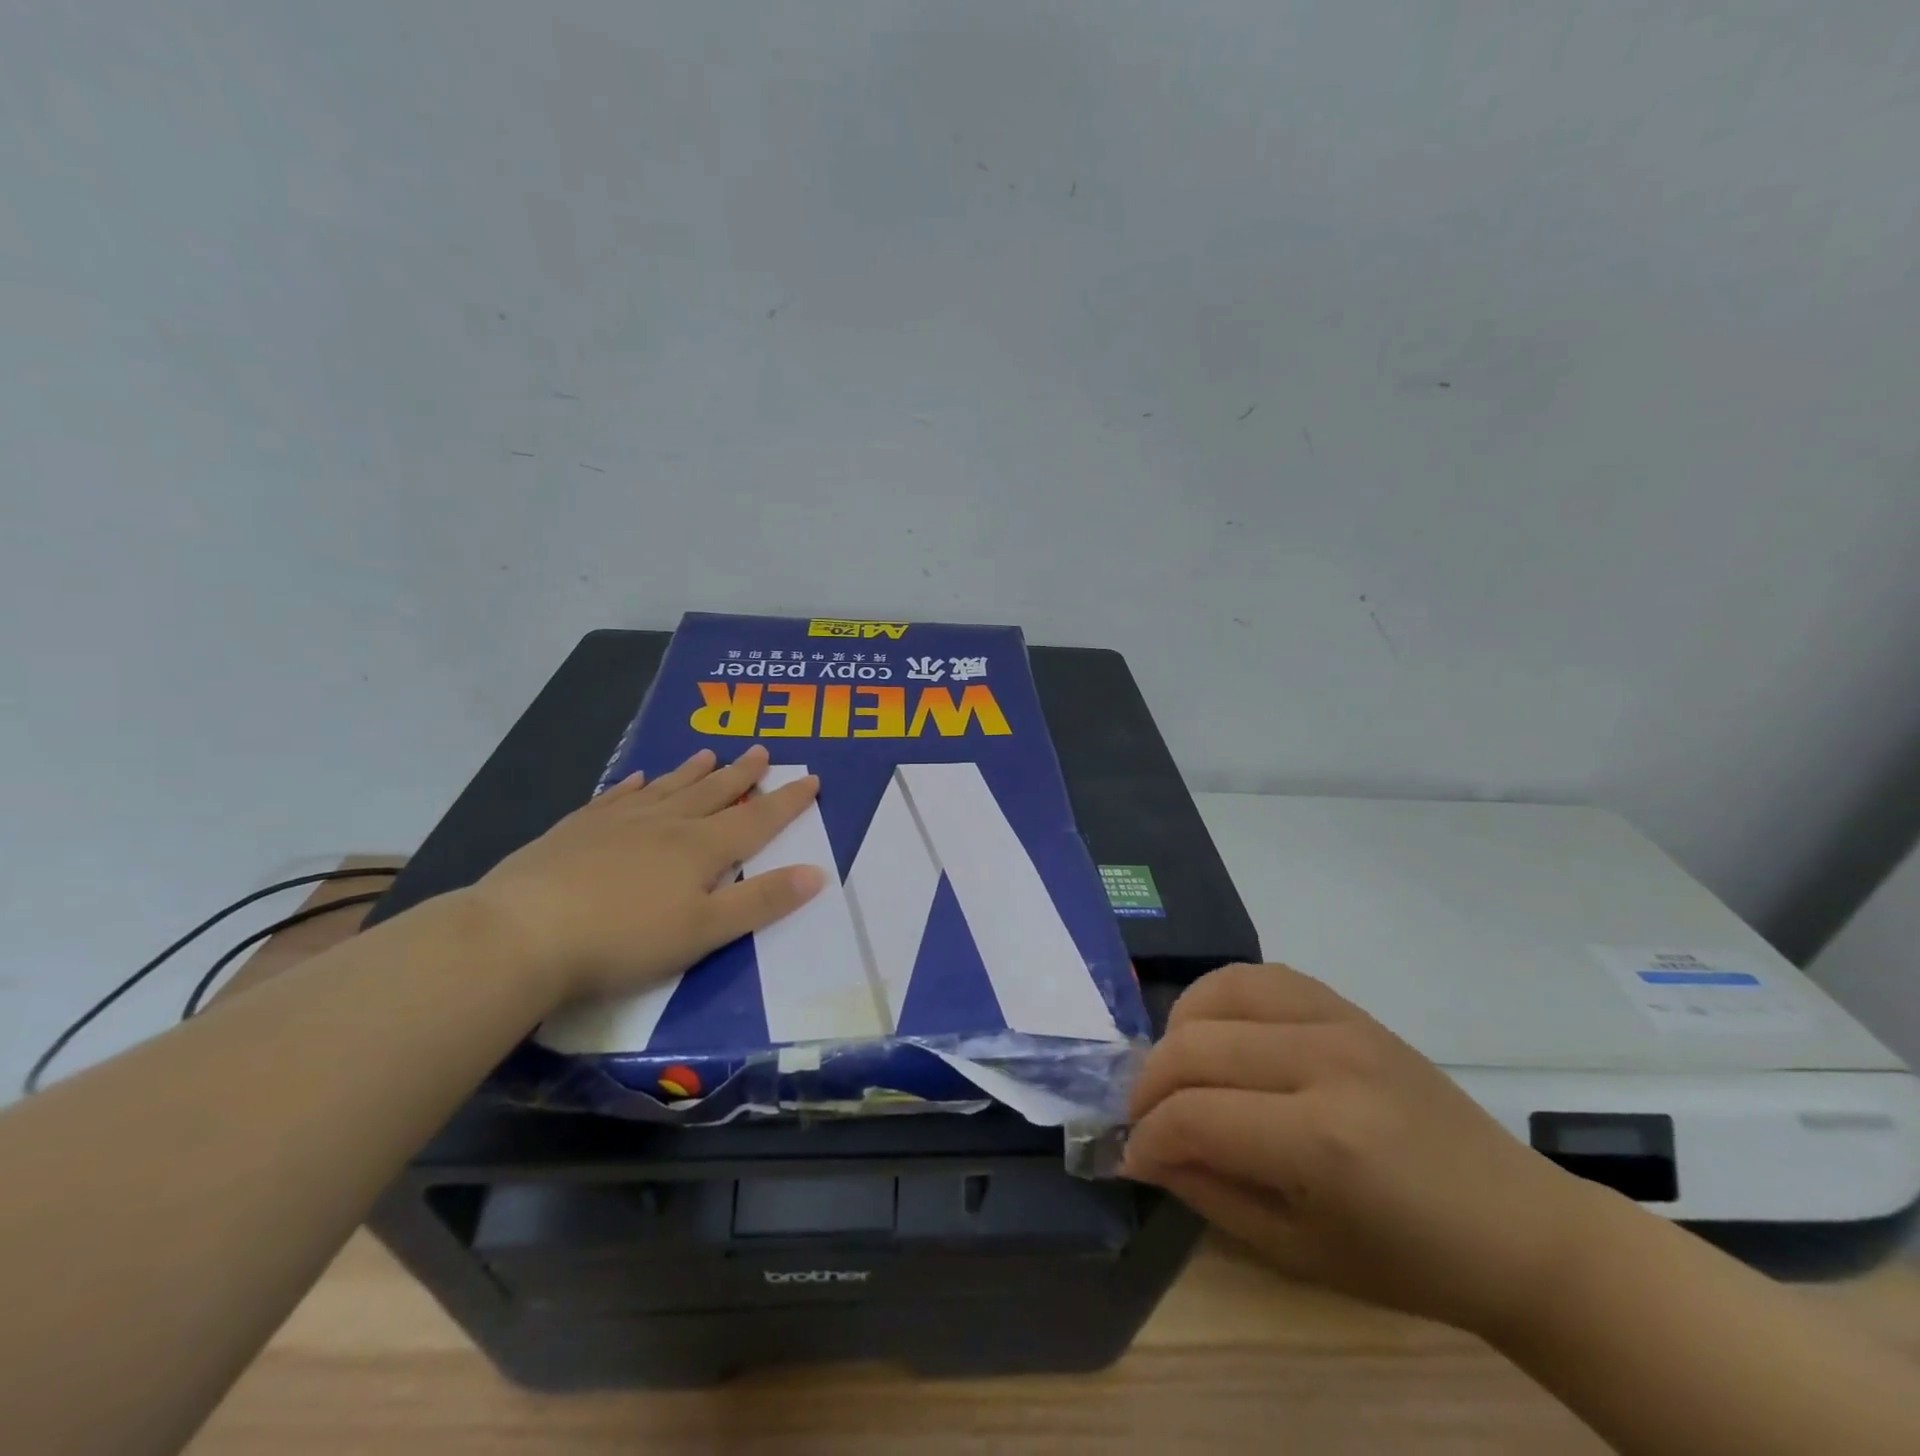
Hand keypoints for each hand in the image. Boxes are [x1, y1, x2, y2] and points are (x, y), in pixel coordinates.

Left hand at [464, 745, 824, 1004]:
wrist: (522, 934)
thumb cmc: (623, 940)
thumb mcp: (704, 931)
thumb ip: (760, 902)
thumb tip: (816, 873)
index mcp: (700, 849)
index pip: (756, 819)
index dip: (787, 802)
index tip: (811, 779)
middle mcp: (665, 824)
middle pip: (713, 793)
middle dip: (742, 774)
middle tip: (762, 751)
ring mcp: (617, 823)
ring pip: (666, 788)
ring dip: (692, 771)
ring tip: (710, 753)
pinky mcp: (575, 831)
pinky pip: (614, 798)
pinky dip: (631, 785)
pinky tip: (635, 778)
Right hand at [1123, 962, 1600, 1337]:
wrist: (1519, 1227)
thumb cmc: (1412, 1261)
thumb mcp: (1299, 1252)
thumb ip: (1209, 1192)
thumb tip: (1140, 1152)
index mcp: (1324, 1142)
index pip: (1196, 1116)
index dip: (1149, 1137)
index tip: (1132, 1157)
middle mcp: (1326, 1063)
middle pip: (1196, 1047)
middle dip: (1149, 1085)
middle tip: (1142, 1119)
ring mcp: (1339, 1022)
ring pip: (1218, 994)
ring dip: (1177, 1032)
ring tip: (1175, 1071)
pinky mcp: (1346, 1005)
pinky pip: (1258, 975)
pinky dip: (1217, 996)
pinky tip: (1214, 1030)